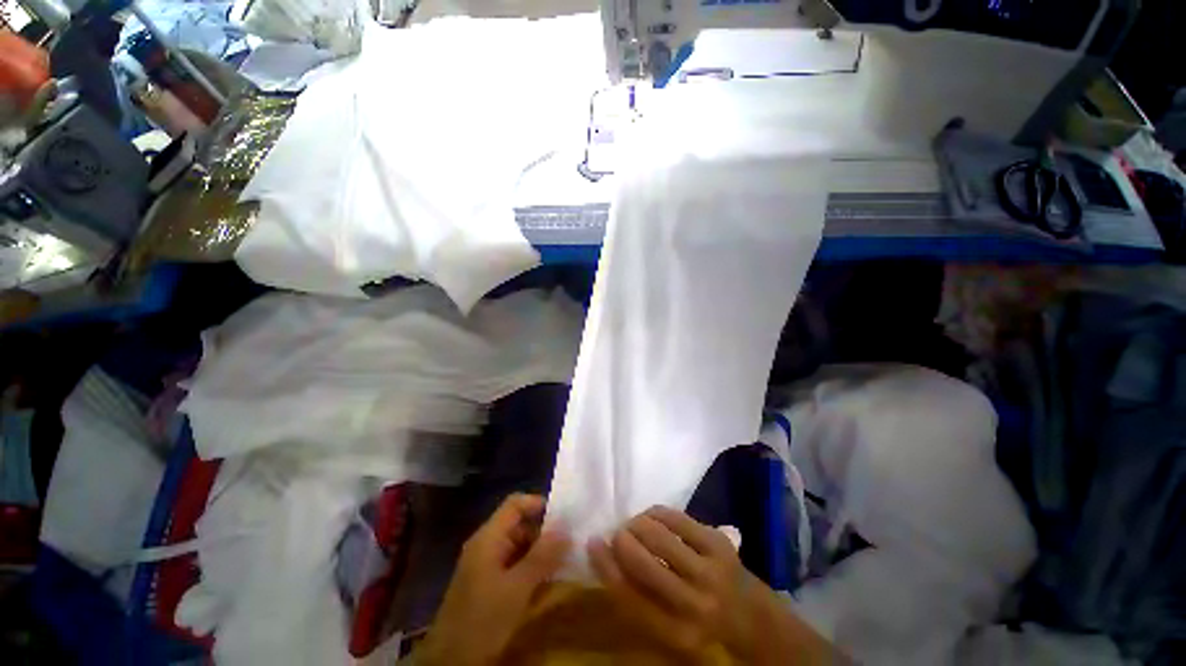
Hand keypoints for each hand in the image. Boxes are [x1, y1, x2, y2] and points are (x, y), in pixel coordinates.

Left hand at [417, 494, 570, 665]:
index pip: (515, 504)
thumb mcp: (517, 588)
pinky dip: (532, 567)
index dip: (538, 503)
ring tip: (565, 558)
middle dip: (544, 530)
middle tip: (570, 540)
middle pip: (519, 525)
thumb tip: (566, 527)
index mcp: (488, 538)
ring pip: (518, 546)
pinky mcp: (488, 584)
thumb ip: (542, 556)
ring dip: (540, 551)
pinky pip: (514, 565)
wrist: (450, 663)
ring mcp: (486, 565)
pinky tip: (548, 579)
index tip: (563, 514)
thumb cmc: (482, 619)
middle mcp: (486, 545)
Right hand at [588, 506, 838, 664]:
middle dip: (622, 540)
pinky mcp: (719, 543)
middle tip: (616, 532)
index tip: (593, 543)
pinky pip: (677, 518)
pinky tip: (653, 516)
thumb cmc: (704, 625)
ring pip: (659, 535)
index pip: (628, 595)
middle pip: (642, 562)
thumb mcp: (668, 626)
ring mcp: (710, 570)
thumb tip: (606, 554)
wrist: (756, 618)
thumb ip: (638, 596)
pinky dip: (658, 513)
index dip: (605, 565)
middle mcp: (694, 606)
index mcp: (676, 635)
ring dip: (638, 523)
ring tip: (634, 524)